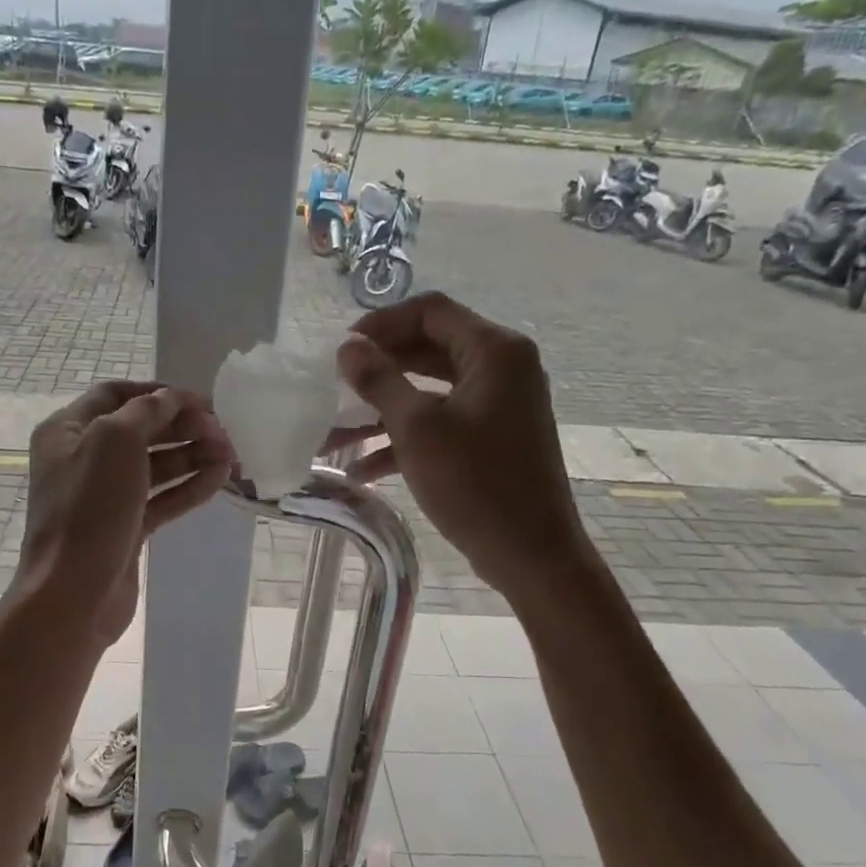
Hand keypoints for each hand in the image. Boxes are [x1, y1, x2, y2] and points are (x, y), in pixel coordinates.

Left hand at [19, 382, 233, 645]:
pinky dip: (188, 487)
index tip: (200, 400)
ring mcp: (104, 496)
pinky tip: (220, 479)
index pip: (116, 395)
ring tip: (231, 454)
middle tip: (223, 430)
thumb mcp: (114, 442)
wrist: (73, 593)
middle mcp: (82, 458)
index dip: (158, 393)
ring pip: (154, 466)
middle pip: (139, 430)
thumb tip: (170, 398)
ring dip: (191, 456)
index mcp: (67, 430)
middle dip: (182, 426)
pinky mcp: (124, 528)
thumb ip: (146, 412)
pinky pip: (160, 499)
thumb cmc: (89, 508)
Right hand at [333, 293, 585, 594]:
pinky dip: (405, 438)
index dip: (382, 323)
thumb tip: (347, 347)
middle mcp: (502, 368)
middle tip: (336, 385)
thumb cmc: (475, 483)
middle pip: (428, 349)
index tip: (343, 349)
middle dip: (378, 369)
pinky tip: (362, 469)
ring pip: (429, 391)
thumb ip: (379, 380)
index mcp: (494, 351)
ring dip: (382, 410)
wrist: (531, 555)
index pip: (430, 311)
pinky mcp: (491, 438)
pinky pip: (442, 422)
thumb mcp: (417, 429)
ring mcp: (498, 405)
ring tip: (334, 434)